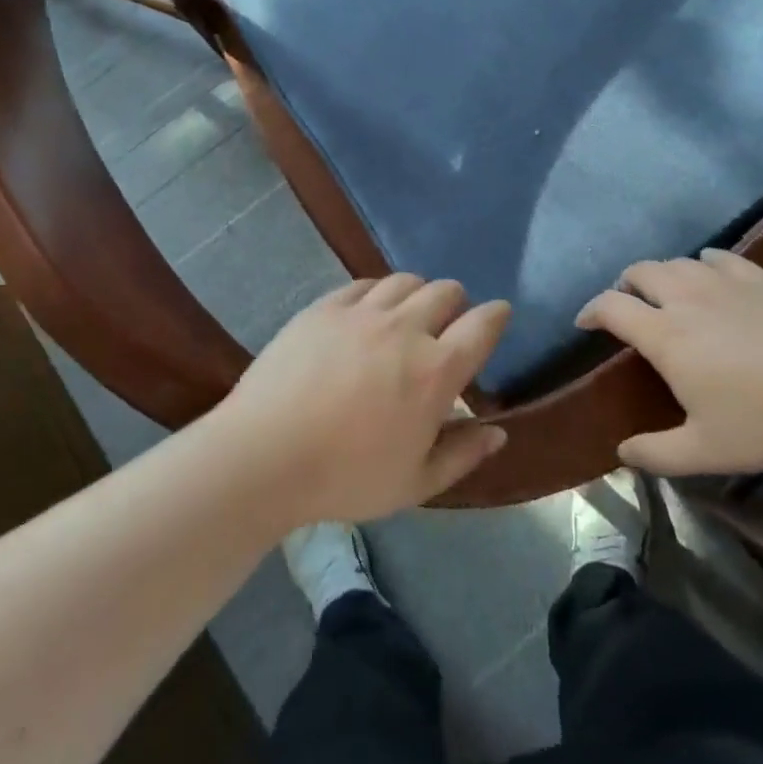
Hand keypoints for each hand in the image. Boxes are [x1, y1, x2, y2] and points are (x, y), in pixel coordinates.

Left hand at [214, 274, 510, 525]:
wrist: (264, 456)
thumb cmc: (346, 477)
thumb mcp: (415, 483)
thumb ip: (462, 454)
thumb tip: (498, 432)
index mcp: (436, 370)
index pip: (483, 324)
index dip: (497, 316)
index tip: (497, 317)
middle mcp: (406, 329)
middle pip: (446, 291)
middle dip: (457, 304)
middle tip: (445, 328)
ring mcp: (362, 312)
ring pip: (406, 280)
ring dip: (418, 294)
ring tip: (407, 316)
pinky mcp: (325, 307)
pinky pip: (364, 283)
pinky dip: (377, 293)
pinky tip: (368, 313)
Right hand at [577, 249, 762, 475]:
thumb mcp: (706, 451)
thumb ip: (656, 454)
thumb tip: (622, 451)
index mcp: (666, 336)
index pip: (612, 307)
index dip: (591, 310)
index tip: (585, 322)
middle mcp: (687, 298)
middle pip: (641, 272)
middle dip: (624, 284)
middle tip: (626, 305)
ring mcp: (725, 282)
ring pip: (678, 262)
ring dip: (661, 273)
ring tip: (665, 292)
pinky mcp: (759, 278)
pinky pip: (719, 258)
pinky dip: (703, 263)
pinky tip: (709, 273)